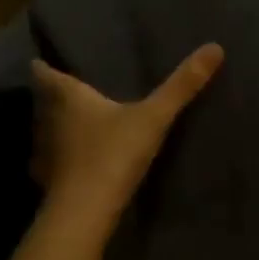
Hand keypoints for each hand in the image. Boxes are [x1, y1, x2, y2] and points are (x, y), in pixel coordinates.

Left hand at [31, 44, 224, 213]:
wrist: (85, 212)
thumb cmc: (113, 153)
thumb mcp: (154, 117)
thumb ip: (181, 86)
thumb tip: (215, 47)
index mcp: (68, 98)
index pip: (45, 74)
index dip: (44, 66)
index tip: (44, 59)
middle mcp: (49, 121)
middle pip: (44, 102)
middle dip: (53, 95)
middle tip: (71, 88)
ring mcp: (46, 154)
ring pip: (46, 132)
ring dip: (56, 126)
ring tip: (76, 122)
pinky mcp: (50, 182)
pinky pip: (54, 162)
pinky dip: (62, 158)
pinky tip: (78, 162)